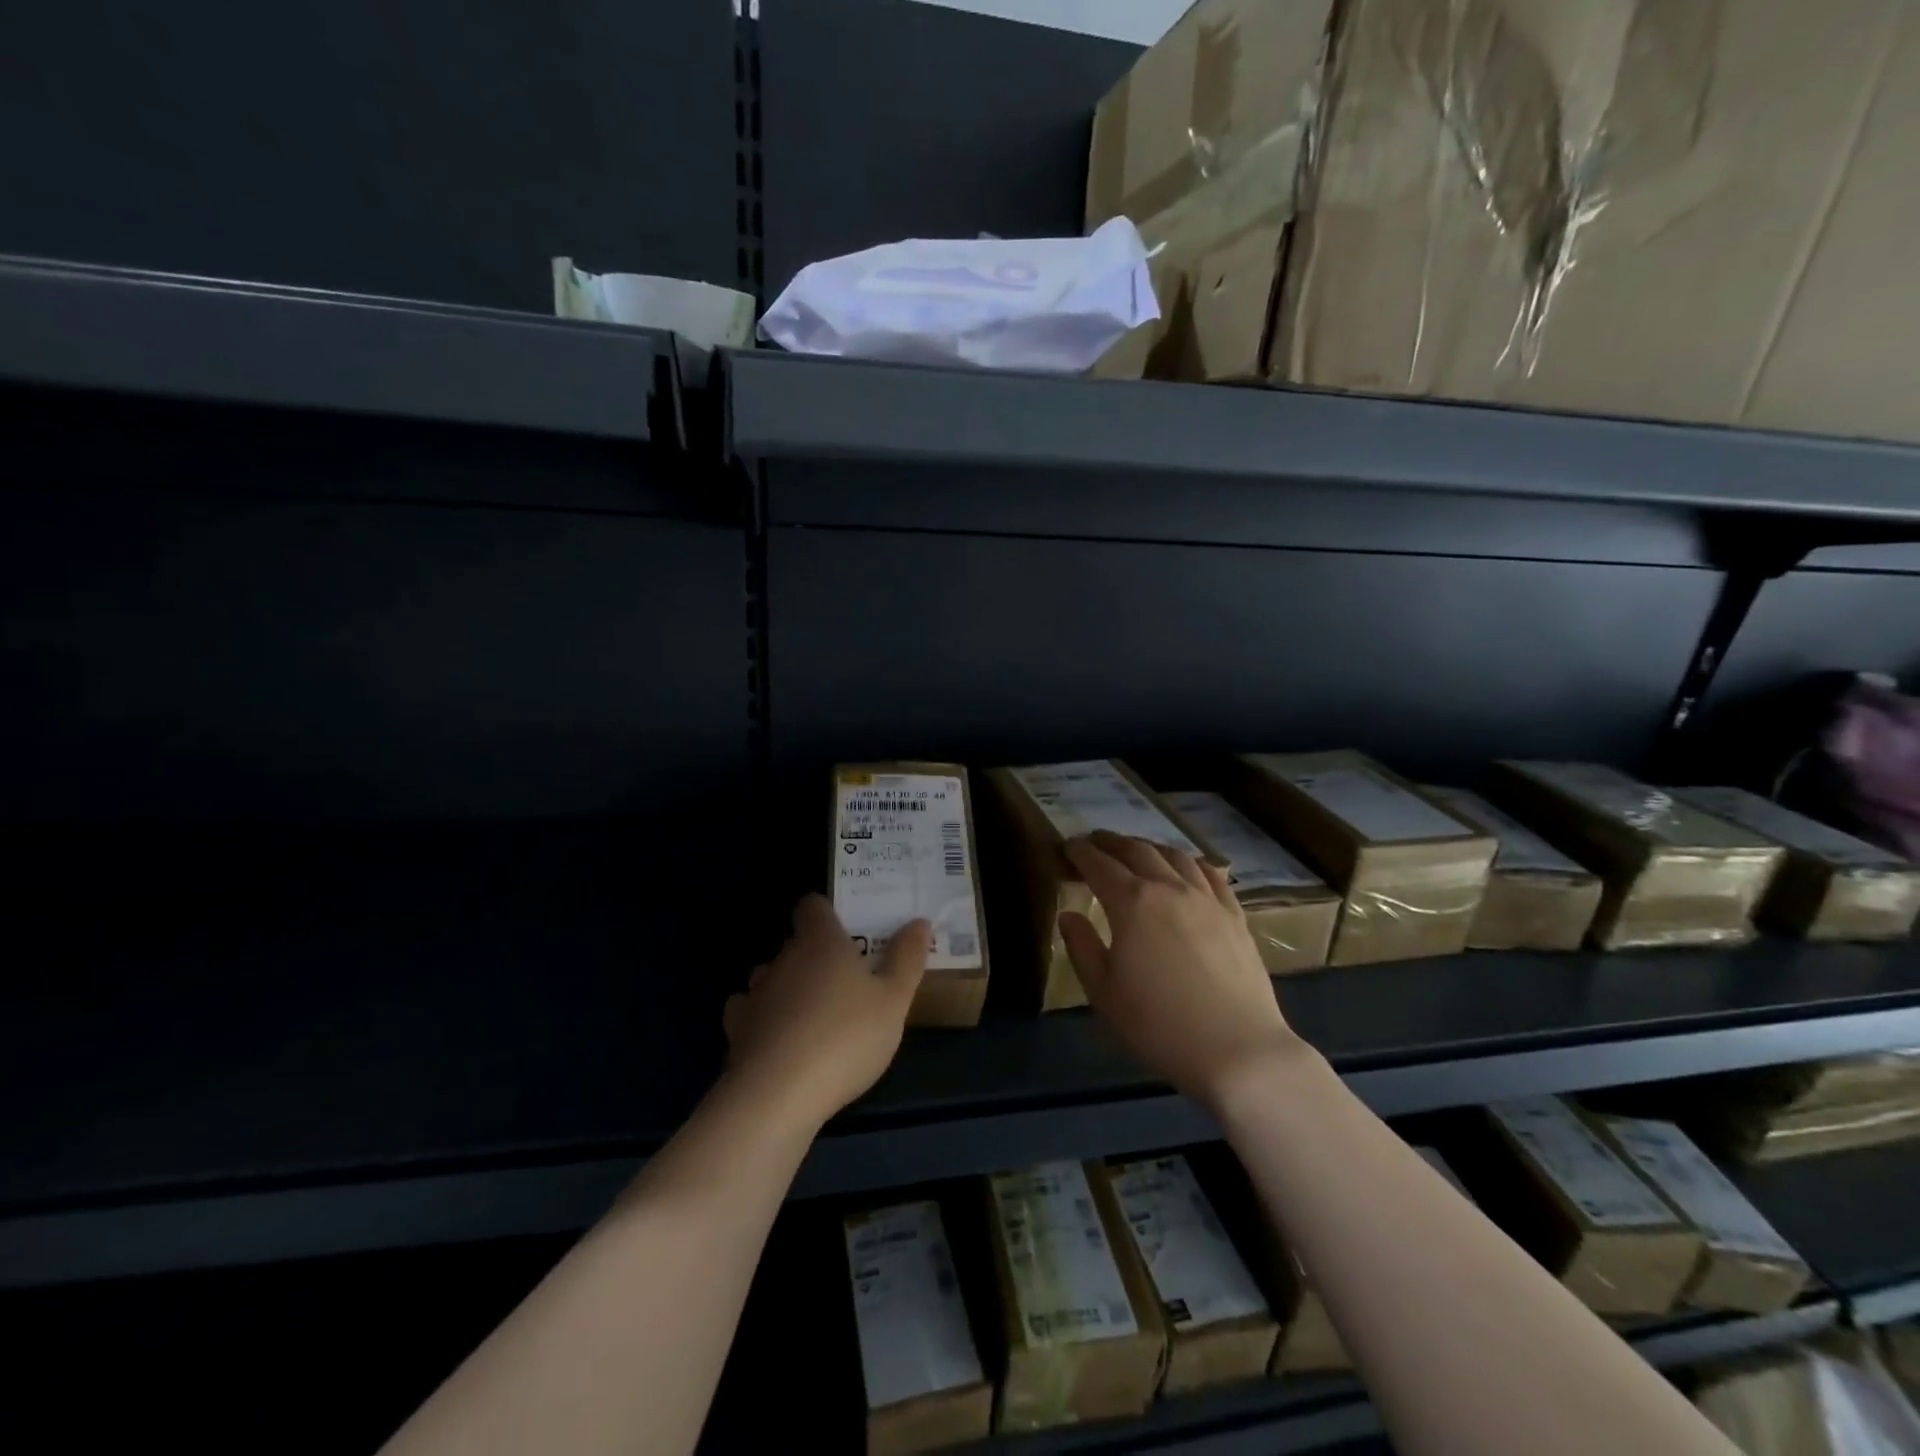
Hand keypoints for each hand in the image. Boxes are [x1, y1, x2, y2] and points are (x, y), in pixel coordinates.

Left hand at [723, 895, 928, 1127]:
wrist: (777, 1095)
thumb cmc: (846, 1036)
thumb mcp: (894, 1000)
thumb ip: (907, 959)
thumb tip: (919, 922)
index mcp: (820, 941)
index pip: (812, 906)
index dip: (826, 914)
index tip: (846, 931)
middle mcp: (783, 958)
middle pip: (796, 943)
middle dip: (815, 956)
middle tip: (845, 982)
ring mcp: (755, 994)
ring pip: (771, 977)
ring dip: (788, 988)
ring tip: (813, 1015)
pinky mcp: (736, 1031)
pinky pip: (749, 1013)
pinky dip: (763, 1020)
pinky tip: (780, 1041)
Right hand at [1060, 831, 1304, 1109]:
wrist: (1237, 1050)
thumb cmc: (1160, 1024)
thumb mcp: (1104, 992)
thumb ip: (1082, 947)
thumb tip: (1069, 915)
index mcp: (1132, 903)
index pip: (1100, 865)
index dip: (1081, 853)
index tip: (1068, 847)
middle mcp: (1169, 888)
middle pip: (1137, 851)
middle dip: (1112, 842)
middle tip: (1096, 842)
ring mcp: (1207, 899)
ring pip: (1175, 856)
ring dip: (1149, 846)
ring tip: (1137, 850)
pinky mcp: (1235, 915)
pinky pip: (1211, 874)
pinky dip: (1190, 862)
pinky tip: (1186, 867)